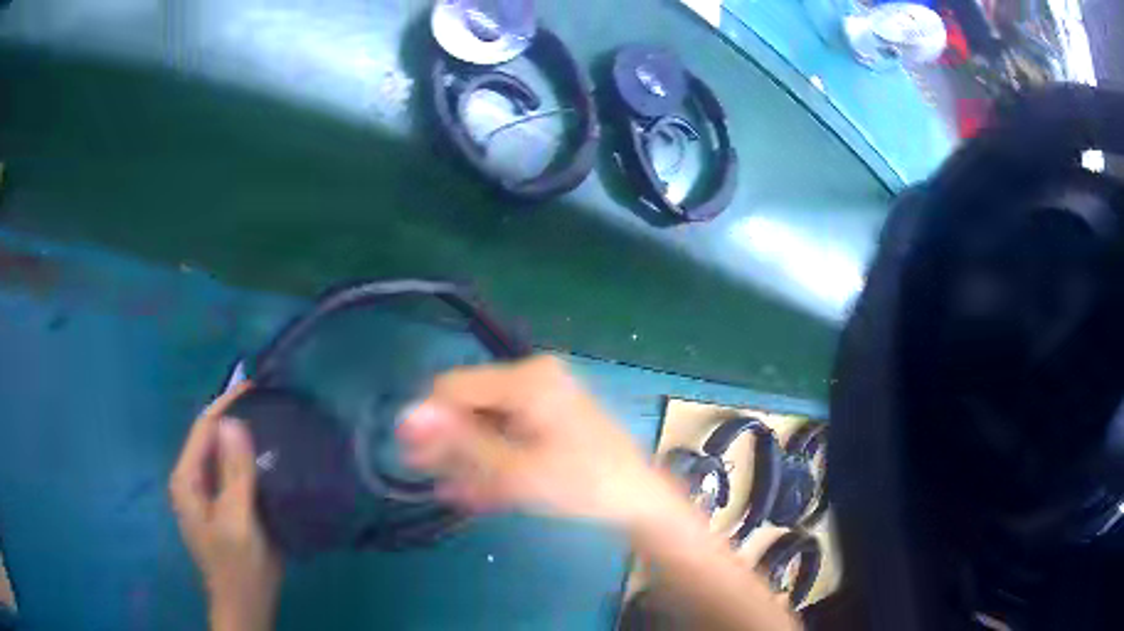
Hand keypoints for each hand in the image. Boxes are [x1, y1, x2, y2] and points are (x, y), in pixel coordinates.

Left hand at [170, 383, 282, 630]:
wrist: (247, 604)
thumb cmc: (239, 566)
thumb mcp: (237, 521)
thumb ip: (234, 474)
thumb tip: (234, 422)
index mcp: (187, 480)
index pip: (203, 428)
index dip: (226, 404)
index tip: (254, 386)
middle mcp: (192, 480)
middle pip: (212, 439)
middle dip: (236, 418)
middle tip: (270, 404)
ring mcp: (207, 494)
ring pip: (224, 455)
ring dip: (245, 439)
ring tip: (274, 423)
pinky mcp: (223, 505)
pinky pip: (233, 473)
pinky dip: (250, 460)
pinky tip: (271, 457)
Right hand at [400, 356, 799, 629]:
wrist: (638, 499)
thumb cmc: (582, 484)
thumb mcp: (515, 470)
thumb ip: (460, 443)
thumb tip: (405, 416)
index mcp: (525, 378)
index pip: (453, 387)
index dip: (429, 421)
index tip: (414, 458)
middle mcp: (532, 377)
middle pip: (470, 404)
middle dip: (449, 443)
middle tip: (432, 477)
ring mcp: (542, 396)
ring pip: (486, 421)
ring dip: (468, 456)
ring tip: (459, 491)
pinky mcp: (548, 415)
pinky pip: (507, 431)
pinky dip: (492, 457)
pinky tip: (481, 489)